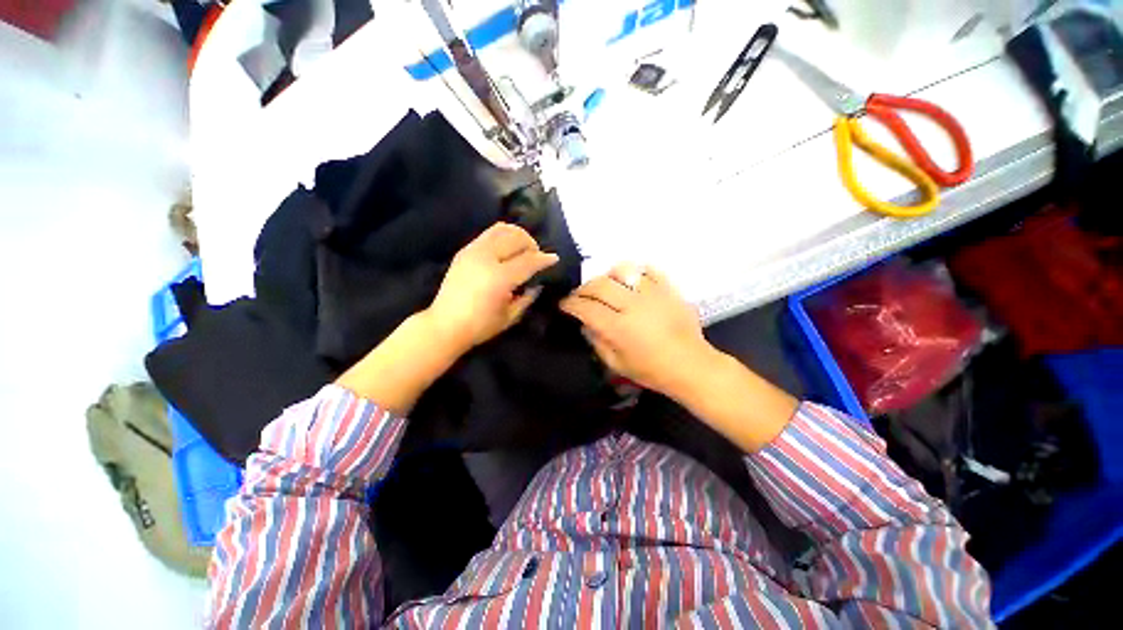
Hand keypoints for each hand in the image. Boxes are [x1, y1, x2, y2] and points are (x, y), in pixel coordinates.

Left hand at [424, 222, 558, 355]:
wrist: (444, 325)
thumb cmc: (480, 326)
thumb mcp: (510, 317)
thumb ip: (528, 298)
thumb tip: (538, 284)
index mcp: (500, 278)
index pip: (528, 261)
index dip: (544, 259)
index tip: (554, 259)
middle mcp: (486, 258)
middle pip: (516, 238)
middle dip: (532, 244)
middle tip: (536, 257)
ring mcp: (473, 251)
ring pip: (502, 229)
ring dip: (518, 235)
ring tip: (522, 249)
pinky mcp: (465, 250)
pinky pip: (489, 234)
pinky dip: (503, 236)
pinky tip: (506, 250)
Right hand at [560, 264, 717, 396]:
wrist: (691, 365)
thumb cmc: (652, 371)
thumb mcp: (618, 365)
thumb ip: (597, 342)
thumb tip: (586, 323)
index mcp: (618, 328)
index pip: (586, 308)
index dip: (570, 304)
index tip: (564, 304)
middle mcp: (632, 305)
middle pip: (599, 285)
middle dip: (583, 289)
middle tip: (580, 296)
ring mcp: (652, 294)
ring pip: (622, 271)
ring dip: (607, 277)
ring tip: (605, 286)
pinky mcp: (668, 289)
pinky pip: (648, 270)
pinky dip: (635, 272)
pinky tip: (630, 281)